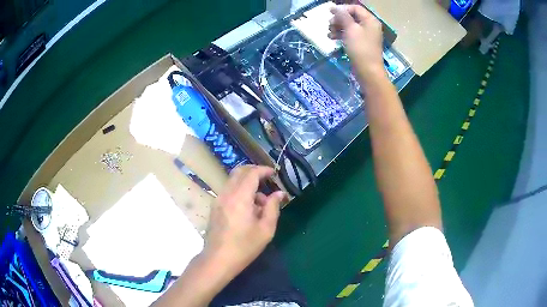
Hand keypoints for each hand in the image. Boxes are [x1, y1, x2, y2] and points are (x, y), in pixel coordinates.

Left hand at [204, 165, 286, 274]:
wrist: (218, 259)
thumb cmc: (244, 246)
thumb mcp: (266, 229)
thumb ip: (273, 207)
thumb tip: (279, 194)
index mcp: (240, 197)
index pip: (251, 173)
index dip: (264, 170)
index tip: (274, 173)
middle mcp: (226, 194)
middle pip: (239, 172)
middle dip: (254, 171)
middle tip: (267, 179)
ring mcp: (218, 200)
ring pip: (233, 181)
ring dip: (247, 183)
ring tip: (260, 202)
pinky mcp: (215, 207)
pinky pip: (228, 191)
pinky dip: (239, 191)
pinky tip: (248, 208)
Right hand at [328, 5, 384, 80]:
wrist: (368, 71)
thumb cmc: (360, 48)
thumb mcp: (351, 29)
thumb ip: (342, 16)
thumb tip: (335, 7)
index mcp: (370, 20)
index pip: (355, 8)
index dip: (342, 9)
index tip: (330, 13)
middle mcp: (369, 26)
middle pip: (351, 16)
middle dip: (339, 19)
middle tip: (329, 25)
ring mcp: (366, 35)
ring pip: (349, 25)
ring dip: (337, 27)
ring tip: (329, 34)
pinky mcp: (361, 44)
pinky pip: (350, 34)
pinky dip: (341, 35)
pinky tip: (332, 38)